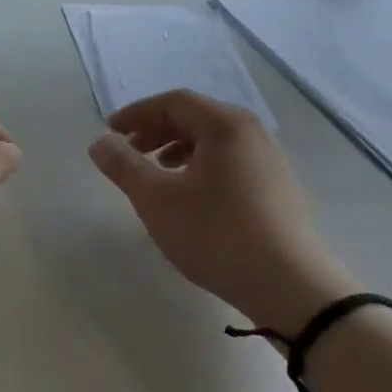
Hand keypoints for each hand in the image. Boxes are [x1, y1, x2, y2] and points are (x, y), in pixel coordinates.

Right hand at [88, 89, 358, 334]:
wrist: (292, 289)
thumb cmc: (216, 234)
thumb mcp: (156, 199)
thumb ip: (123, 166)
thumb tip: (99, 143)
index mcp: (226, 126)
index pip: (173, 102)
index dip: (137, 113)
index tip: (110, 132)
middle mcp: (252, 134)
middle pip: (195, 117)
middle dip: (156, 130)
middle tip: (129, 151)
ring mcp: (271, 161)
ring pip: (214, 141)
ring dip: (177, 148)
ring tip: (156, 172)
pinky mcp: (278, 189)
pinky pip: (231, 161)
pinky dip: (201, 166)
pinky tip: (190, 195)